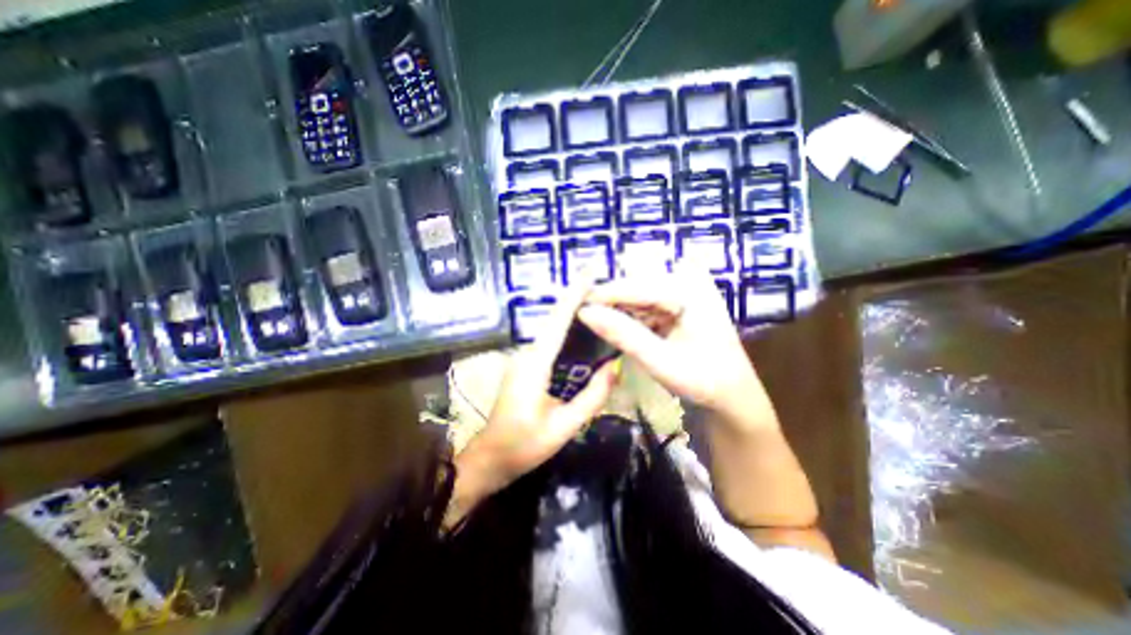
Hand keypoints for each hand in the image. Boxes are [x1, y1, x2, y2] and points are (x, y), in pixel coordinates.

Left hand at [445, 288, 613, 524]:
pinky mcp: (527, 365)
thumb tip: (616, 366)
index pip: (558, 321)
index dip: (574, 295)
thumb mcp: (564, 426)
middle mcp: (528, 353)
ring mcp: (525, 358)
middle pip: (556, 320)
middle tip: (608, 291)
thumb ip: (592, 396)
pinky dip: (569, 333)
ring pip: (553, 330)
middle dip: (579, 300)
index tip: (590, 272)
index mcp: (535, 363)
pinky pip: (551, 342)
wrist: (491, 457)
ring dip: (574, 315)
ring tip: (602, 305)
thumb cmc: (524, 445)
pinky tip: (586, 334)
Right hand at [579, 271, 782, 431]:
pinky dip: (628, 315)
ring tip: (593, 322)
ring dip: (616, 309)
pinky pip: (644, 303)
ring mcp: (684, 289)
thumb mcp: (661, 361)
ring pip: (637, 293)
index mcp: (690, 290)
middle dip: (609, 302)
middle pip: (635, 286)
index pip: (637, 287)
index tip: (574, 306)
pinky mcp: (677, 301)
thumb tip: (585, 313)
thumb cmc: (703, 380)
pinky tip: (615, 327)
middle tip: (582, 317)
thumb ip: (623, 334)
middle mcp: (687, 281)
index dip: (604, 296)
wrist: (732, 393)